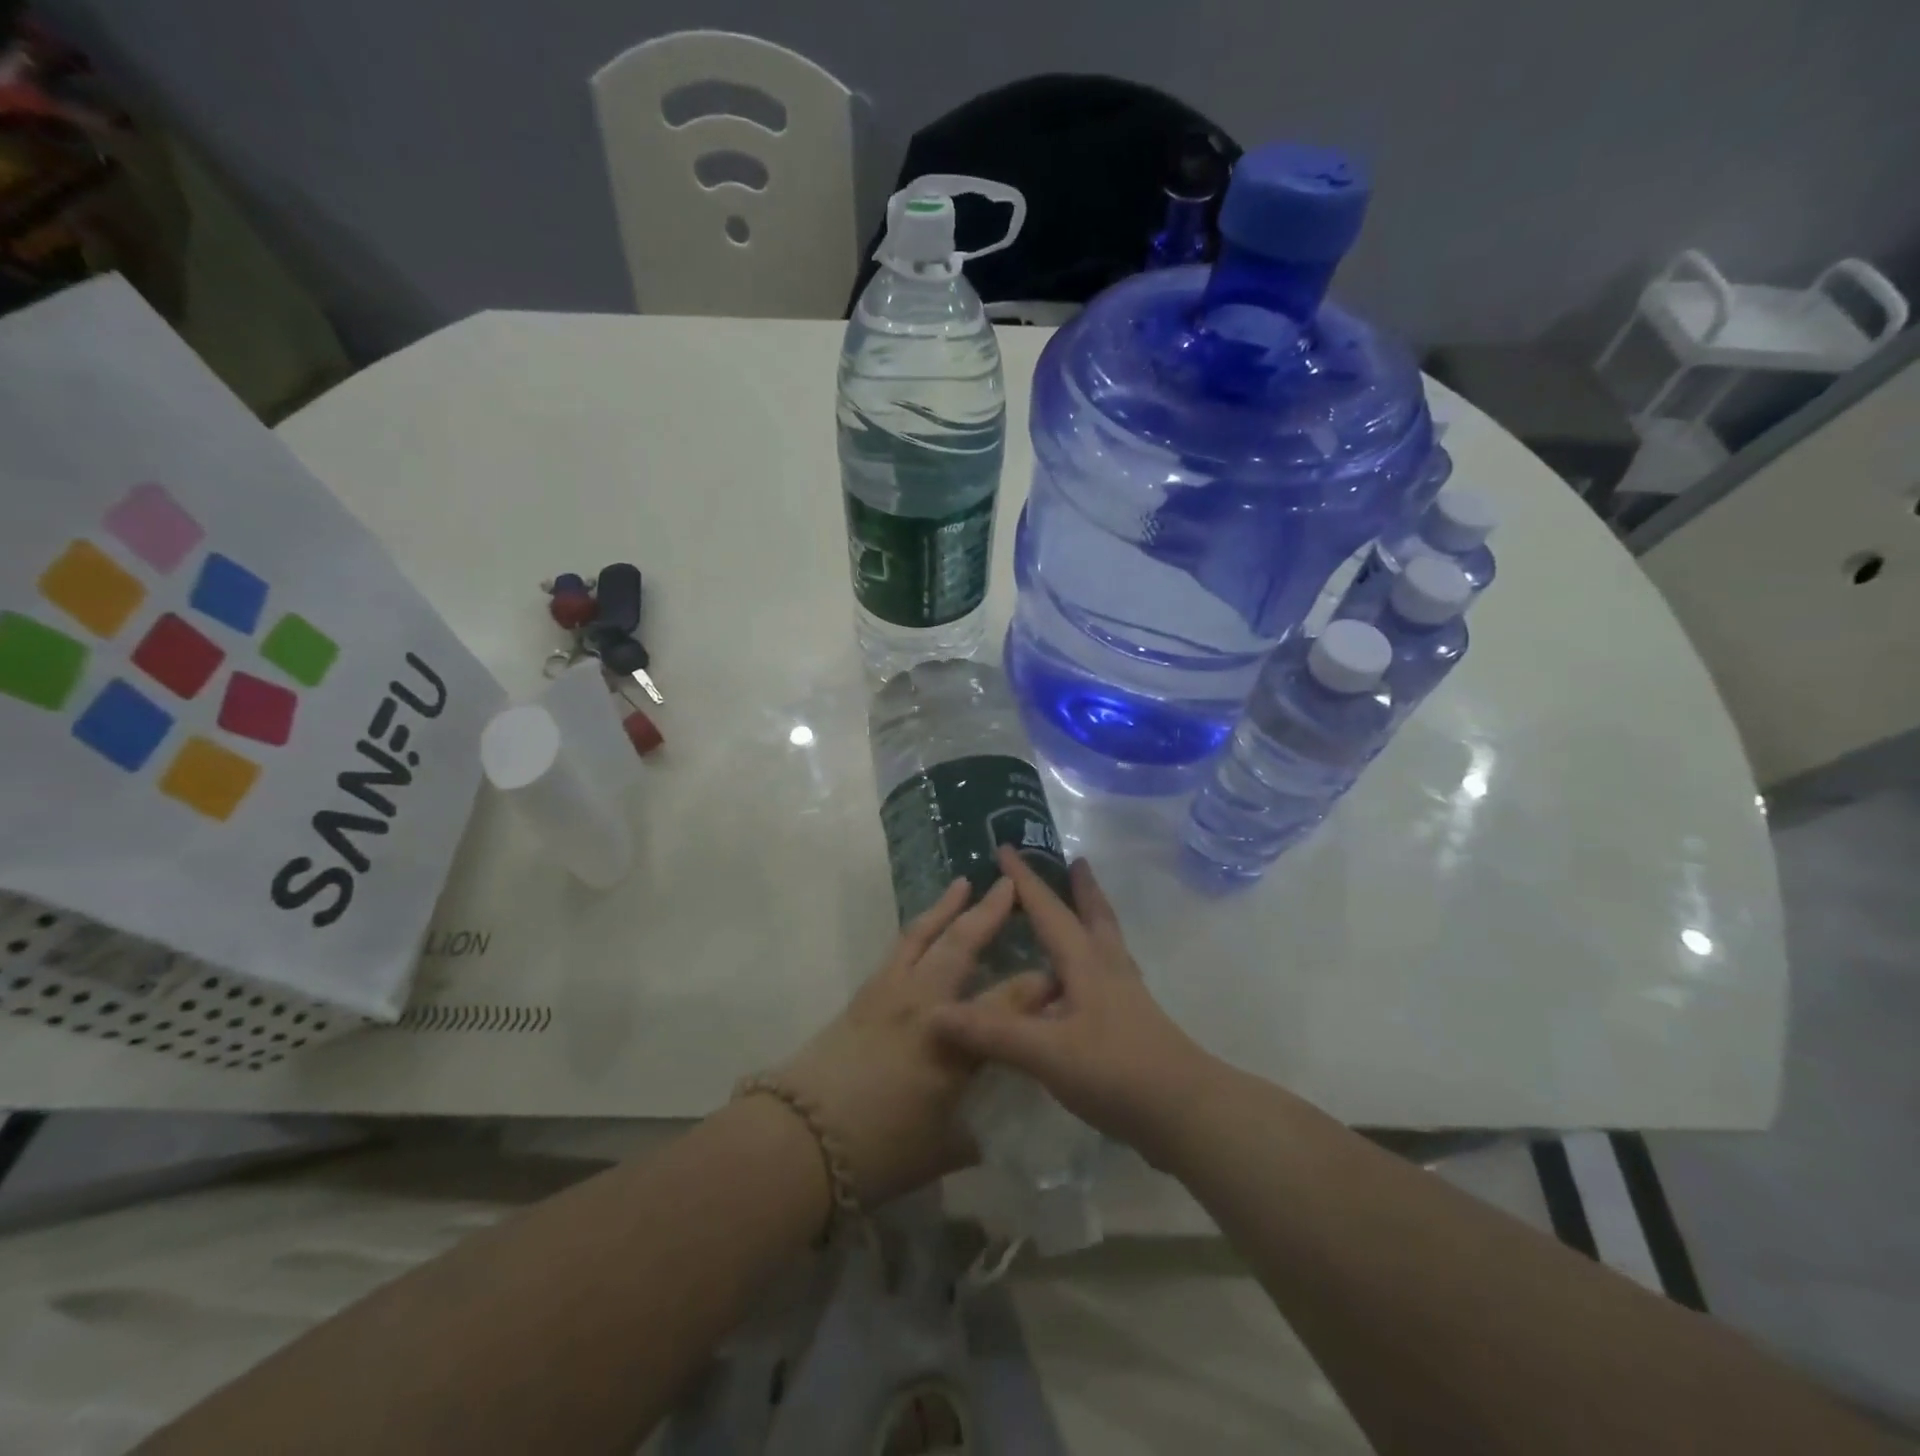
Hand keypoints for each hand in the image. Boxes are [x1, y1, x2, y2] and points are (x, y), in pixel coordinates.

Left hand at [774, 875, 1047, 1205]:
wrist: (799, 1140)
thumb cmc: (877, 1151)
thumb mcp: (939, 1151)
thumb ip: (969, 1134)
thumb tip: (983, 1132)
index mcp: (952, 1041)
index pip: (1007, 1003)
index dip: (1037, 987)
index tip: (1059, 974)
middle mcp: (923, 1004)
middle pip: (961, 945)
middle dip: (989, 913)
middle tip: (1008, 885)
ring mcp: (888, 993)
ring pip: (922, 935)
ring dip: (945, 907)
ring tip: (962, 883)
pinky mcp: (863, 995)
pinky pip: (898, 949)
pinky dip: (917, 930)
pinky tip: (923, 928)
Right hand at [930, 848, 1217, 1163]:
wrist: (1185, 1113)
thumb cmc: (1115, 1071)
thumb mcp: (1046, 1052)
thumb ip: (993, 1032)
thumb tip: (936, 1013)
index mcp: (1085, 963)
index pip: (1048, 910)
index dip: (1025, 880)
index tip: (1006, 848)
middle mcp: (1108, 969)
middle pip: (1095, 915)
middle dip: (1081, 888)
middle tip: (1076, 861)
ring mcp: (1126, 996)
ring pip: (1107, 943)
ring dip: (1093, 917)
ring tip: (1083, 908)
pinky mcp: (1134, 1022)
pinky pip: (1110, 974)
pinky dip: (1096, 959)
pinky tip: (1086, 982)